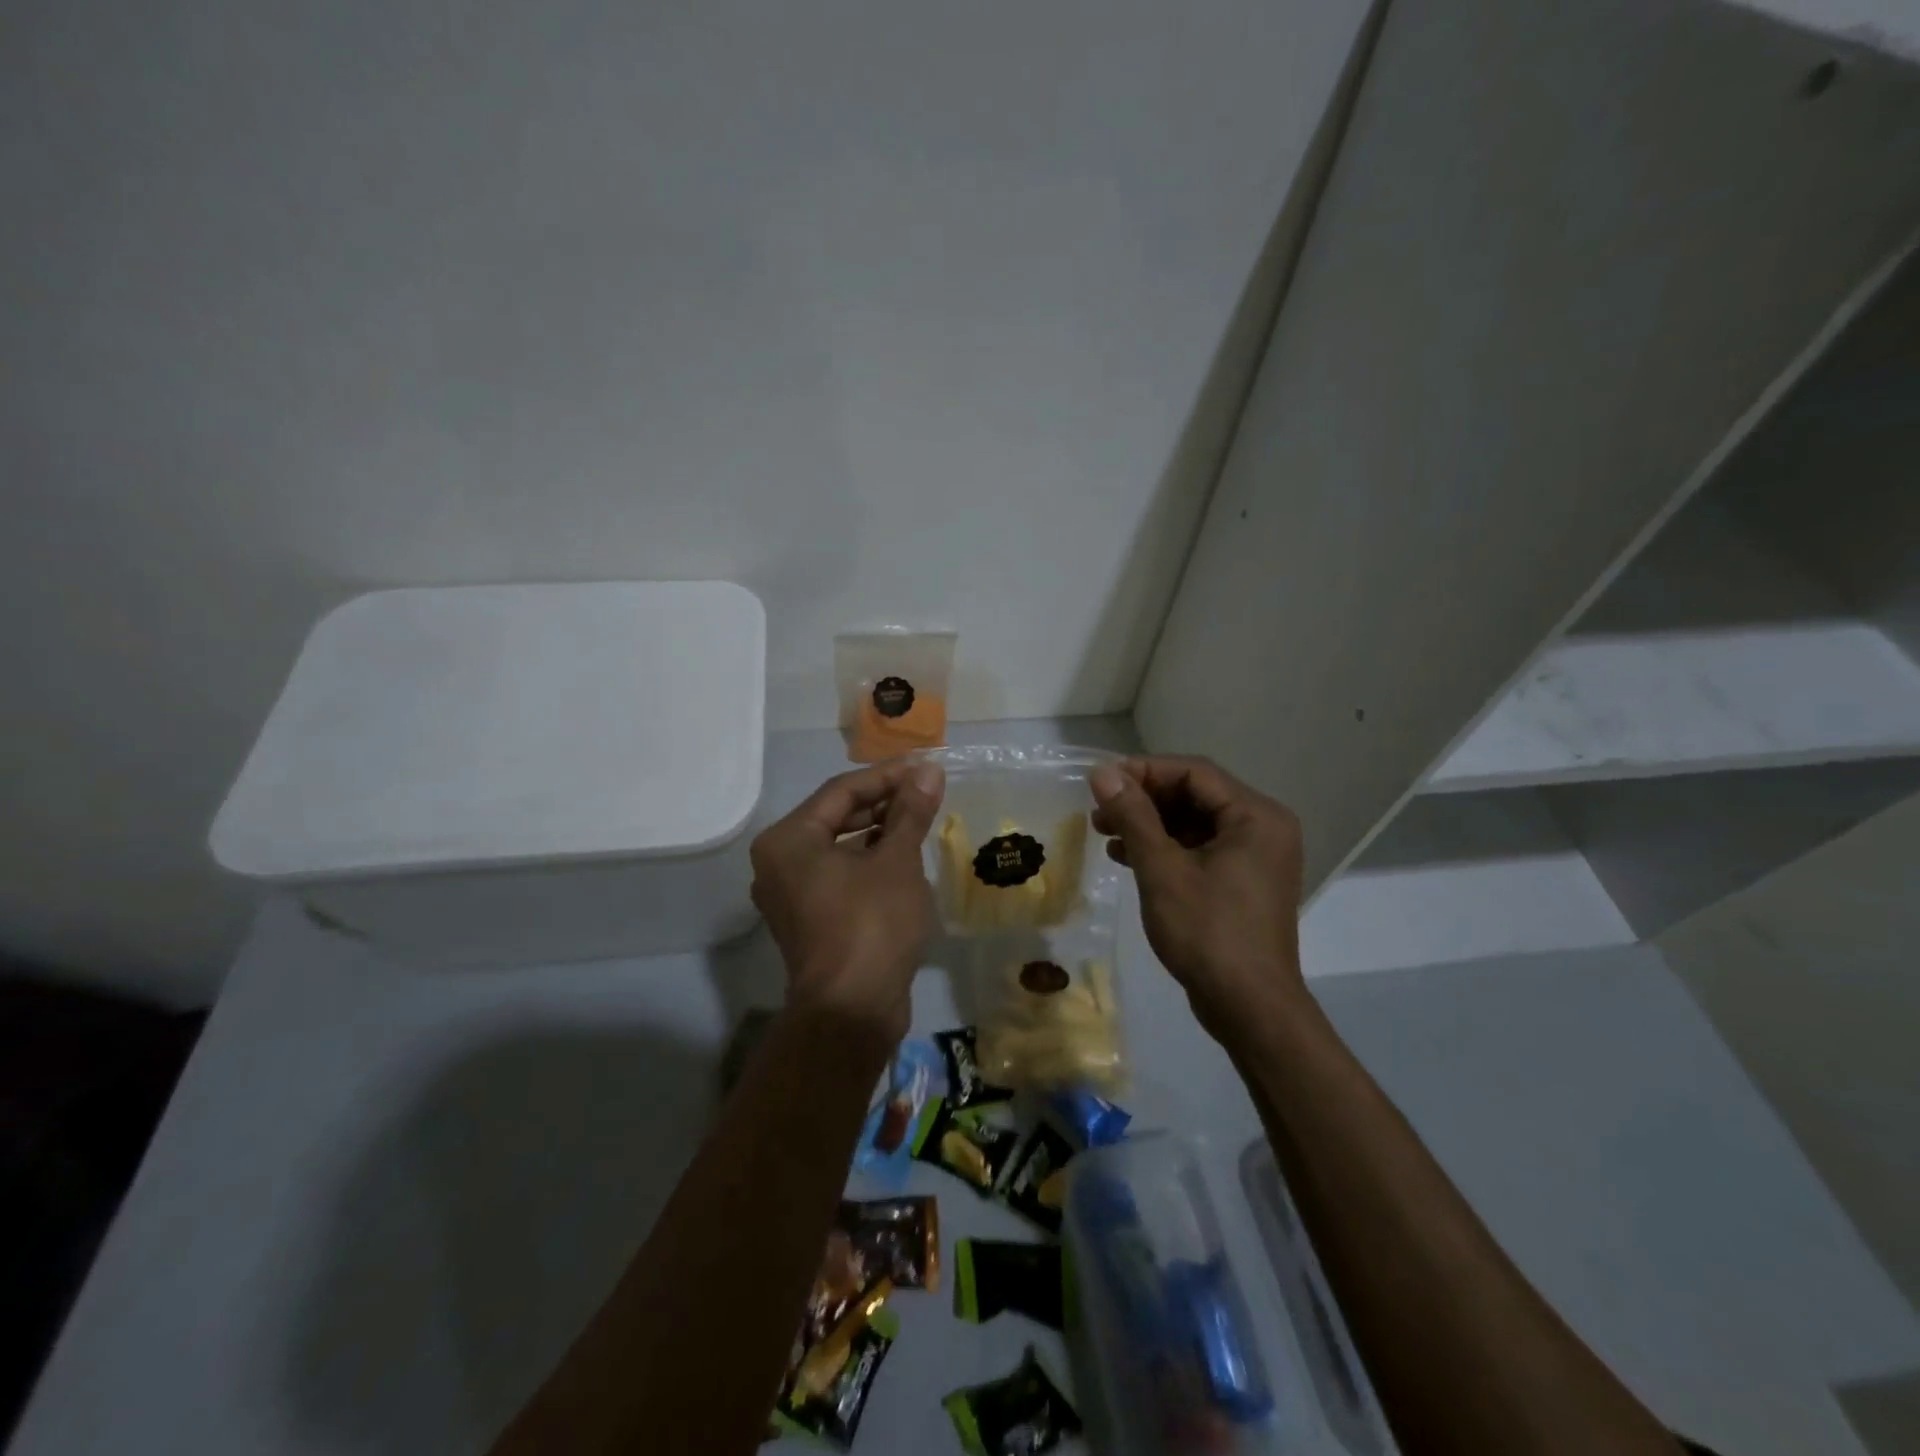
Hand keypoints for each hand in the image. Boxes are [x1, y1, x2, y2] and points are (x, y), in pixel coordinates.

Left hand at [749, 760, 945, 1046]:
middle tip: (926, 791)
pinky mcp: (809, 919)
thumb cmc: (871, 924)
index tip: (925, 768)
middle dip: (883, 802)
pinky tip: (903, 855)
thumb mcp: (896, 861)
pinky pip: (839, 874)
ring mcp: (791, 894)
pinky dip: (868, 860)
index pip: (841, 790)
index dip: (887, 776)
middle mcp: (779, 862)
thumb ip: (910, 812)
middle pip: (836, 816)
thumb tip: (929, 771)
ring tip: (920, 819)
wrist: (852, 1011)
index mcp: (788, 840)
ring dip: (878, 831)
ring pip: (839, 846)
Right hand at [1089, 756, 1306, 1038]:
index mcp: (1256, 816)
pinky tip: (1127, 857)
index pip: (1195, 772)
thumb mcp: (1162, 870)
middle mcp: (1263, 828)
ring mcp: (1255, 857)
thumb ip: (1133, 816)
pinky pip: (1200, 849)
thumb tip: (1102, 772)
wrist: (1249, 1008)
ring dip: (1149, 824)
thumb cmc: (1208, 933)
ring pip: (1194, 823)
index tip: (1101, 781)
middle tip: (1099, 810)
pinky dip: (1165, 848)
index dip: (1144, 771)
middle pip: (1195, 795)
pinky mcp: (1243, 882)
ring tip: (1105, 832)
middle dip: (1144, 800)